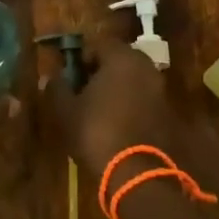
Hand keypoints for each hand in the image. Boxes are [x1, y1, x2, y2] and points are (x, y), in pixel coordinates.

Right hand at [39, 34, 180, 174]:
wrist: (137, 174)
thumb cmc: (97, 132)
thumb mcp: (66, 111)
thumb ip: (57, 88)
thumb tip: (49, 76)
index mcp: (122, 58)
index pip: (99, 44)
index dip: (81, 57)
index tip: (70, 76)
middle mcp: (146, 68)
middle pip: (119, 60)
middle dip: (100, 72)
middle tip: (82, 91)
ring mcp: (161, 91)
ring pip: (133, 80)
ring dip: (116, 89)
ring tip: (96, 110)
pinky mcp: (168, 114)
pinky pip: (143, 99)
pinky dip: (130, 105)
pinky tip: (115, 124)